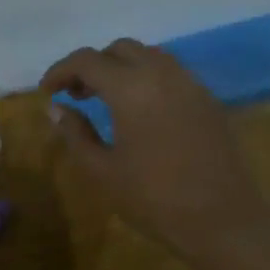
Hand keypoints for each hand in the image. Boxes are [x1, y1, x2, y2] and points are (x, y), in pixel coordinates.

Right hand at [42, 40, 269, 269]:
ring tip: (106, 100)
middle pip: (120, 49)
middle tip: (76, 95)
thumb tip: (56, 108)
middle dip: (93, 65)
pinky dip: (147, 78)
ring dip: (122, 68)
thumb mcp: (103, 171)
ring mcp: (190, 84)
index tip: (47, 91)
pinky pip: (171, 73)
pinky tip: (140, 111)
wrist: (223, 220)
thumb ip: (75, 134)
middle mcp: (162, 74)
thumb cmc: (154, 200)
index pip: (87, 60)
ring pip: (149, 56)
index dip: (61, 71)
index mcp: (131, 88)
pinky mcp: (208, 100)